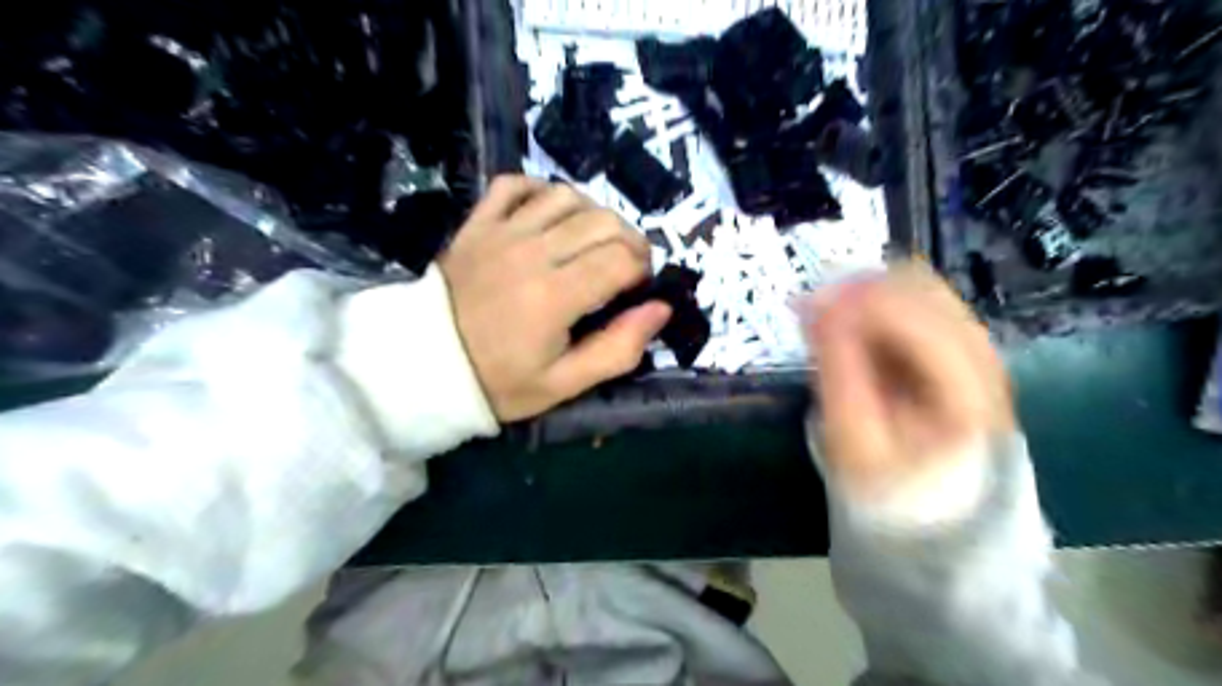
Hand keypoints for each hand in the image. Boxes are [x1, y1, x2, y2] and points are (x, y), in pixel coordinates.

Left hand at [437, 177, 668, 420]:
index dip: (642, 269)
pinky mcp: (478, 223)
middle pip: (603, 221)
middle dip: (629, 241)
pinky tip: (551, 214)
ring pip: (567, 196)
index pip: (622, 259)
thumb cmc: (499, 380)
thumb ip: (618, 349)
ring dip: (594, 214)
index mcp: (555, 296)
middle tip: (624, 267)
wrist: (426, 364)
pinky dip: (542, 191)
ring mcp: (502, 231)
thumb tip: (660, 310)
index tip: (637, 287)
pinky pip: (516, 184)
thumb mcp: (564, 384)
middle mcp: (532, 252)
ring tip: (593, 242)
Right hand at [808, 262, 1018, 504]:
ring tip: (824, 311)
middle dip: (860, 289)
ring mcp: (974, 348)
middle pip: (923, 290)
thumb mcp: (853, 436)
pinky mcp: (957, 347)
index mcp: (967, 390)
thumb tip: (818, 307)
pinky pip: (916, 303)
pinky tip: (848, 320)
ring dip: (866, 293)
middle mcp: (982, 358)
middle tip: (810, 305)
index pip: (916, 318)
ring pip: (920, 289)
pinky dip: (877, 304)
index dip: (859, 302)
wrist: (933, 508)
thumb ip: (838, 369)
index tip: (807, 305)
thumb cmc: (889, 481)